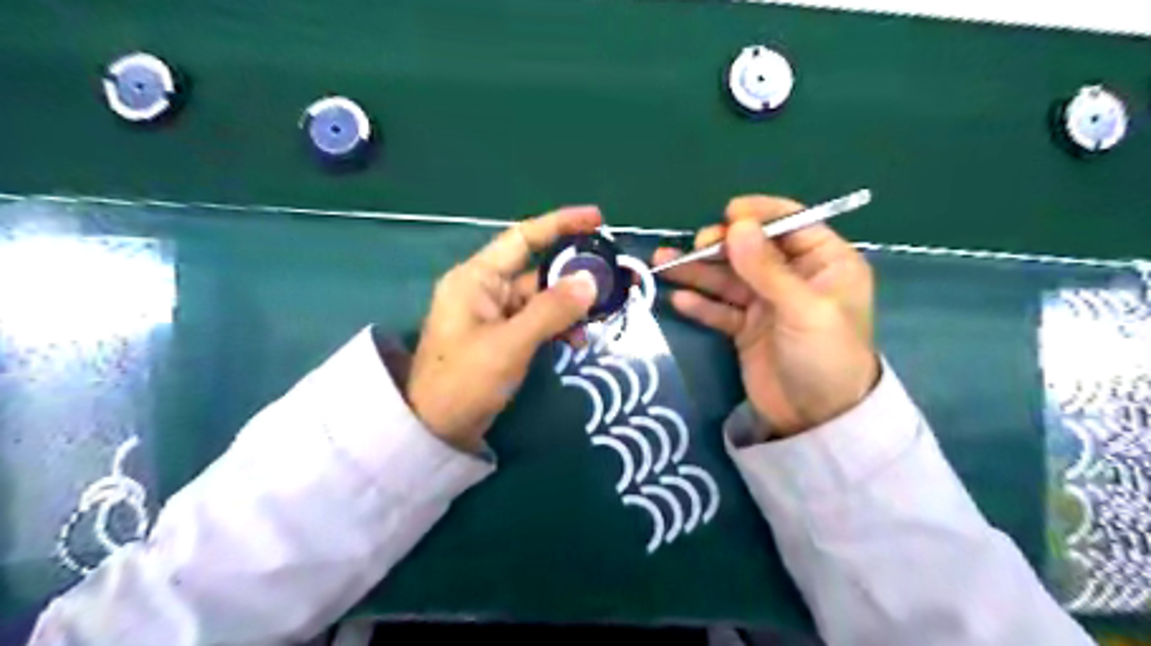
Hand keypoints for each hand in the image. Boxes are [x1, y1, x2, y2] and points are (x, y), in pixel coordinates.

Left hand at [406, 206, 601, 449]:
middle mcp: (485, 289)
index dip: (560, 224)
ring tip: (600, 317)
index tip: (597, 218)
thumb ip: (551, 310)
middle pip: (538, 269)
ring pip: (542, 297)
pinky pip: (538, 320)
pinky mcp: (502, 336)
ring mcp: (494, 314)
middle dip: (575, 274)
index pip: (523, 237)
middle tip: (613, 279)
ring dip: (571, 306)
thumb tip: (590, 280)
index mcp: (477, 278)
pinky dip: (559, 326)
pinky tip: (578, 340)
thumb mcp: (510, 344)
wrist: (434, 430)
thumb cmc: (464, 381)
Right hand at [652, 196, 877, 438]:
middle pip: (751, 250)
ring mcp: (767, 304)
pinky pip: (720, 309)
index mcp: (825, 263)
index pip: (791, 224)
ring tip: (662, 265)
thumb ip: (767, 268)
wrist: (816, 420)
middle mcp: (794, 278)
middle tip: (695, 248)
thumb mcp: (803, 308)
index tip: (728, 215)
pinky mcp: (746, 329)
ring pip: (728, 279)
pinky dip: (700, 304)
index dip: (759, 216)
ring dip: (698, 272)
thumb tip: (736, 225)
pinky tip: (678, 299)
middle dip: (720, 247)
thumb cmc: (825, 356)